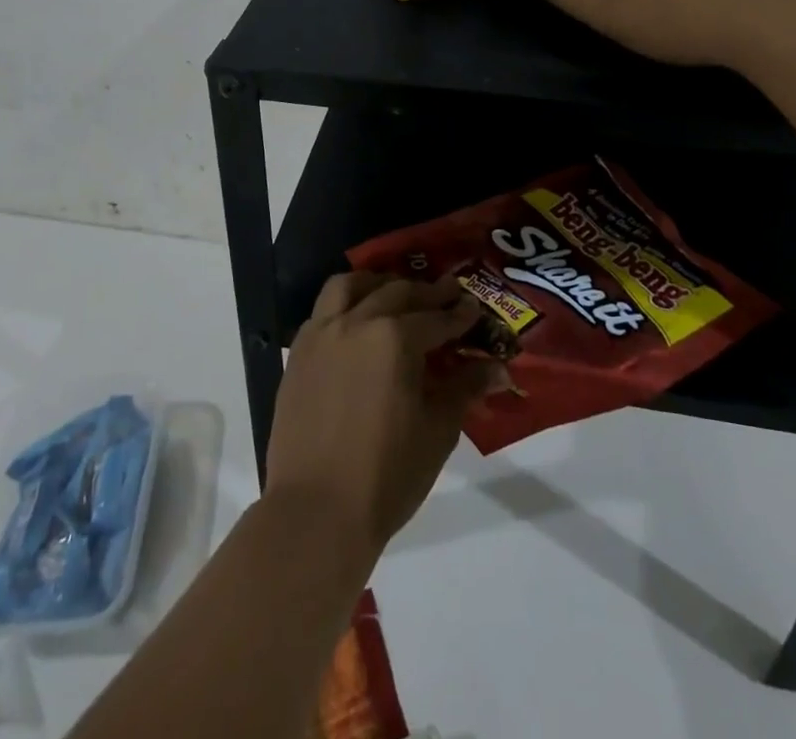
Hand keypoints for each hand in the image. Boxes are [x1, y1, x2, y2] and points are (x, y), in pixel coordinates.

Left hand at [264, 273, 503, 556]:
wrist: (316, 510)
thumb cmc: (387, 474)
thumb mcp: (437, 431)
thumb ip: (463, 389)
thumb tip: (496, 369)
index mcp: (395, 338)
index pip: (435, 318)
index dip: (459, 314)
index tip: (474, 308)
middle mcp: (357, 322)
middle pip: (396, 293)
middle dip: (426, 293)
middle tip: (446, 294)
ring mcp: (322, 333)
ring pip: (349, 286)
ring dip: (376, 283)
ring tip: (393, 292)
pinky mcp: (299, 352)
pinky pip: (322, 310)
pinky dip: (344, 304)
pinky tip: (355, 320)